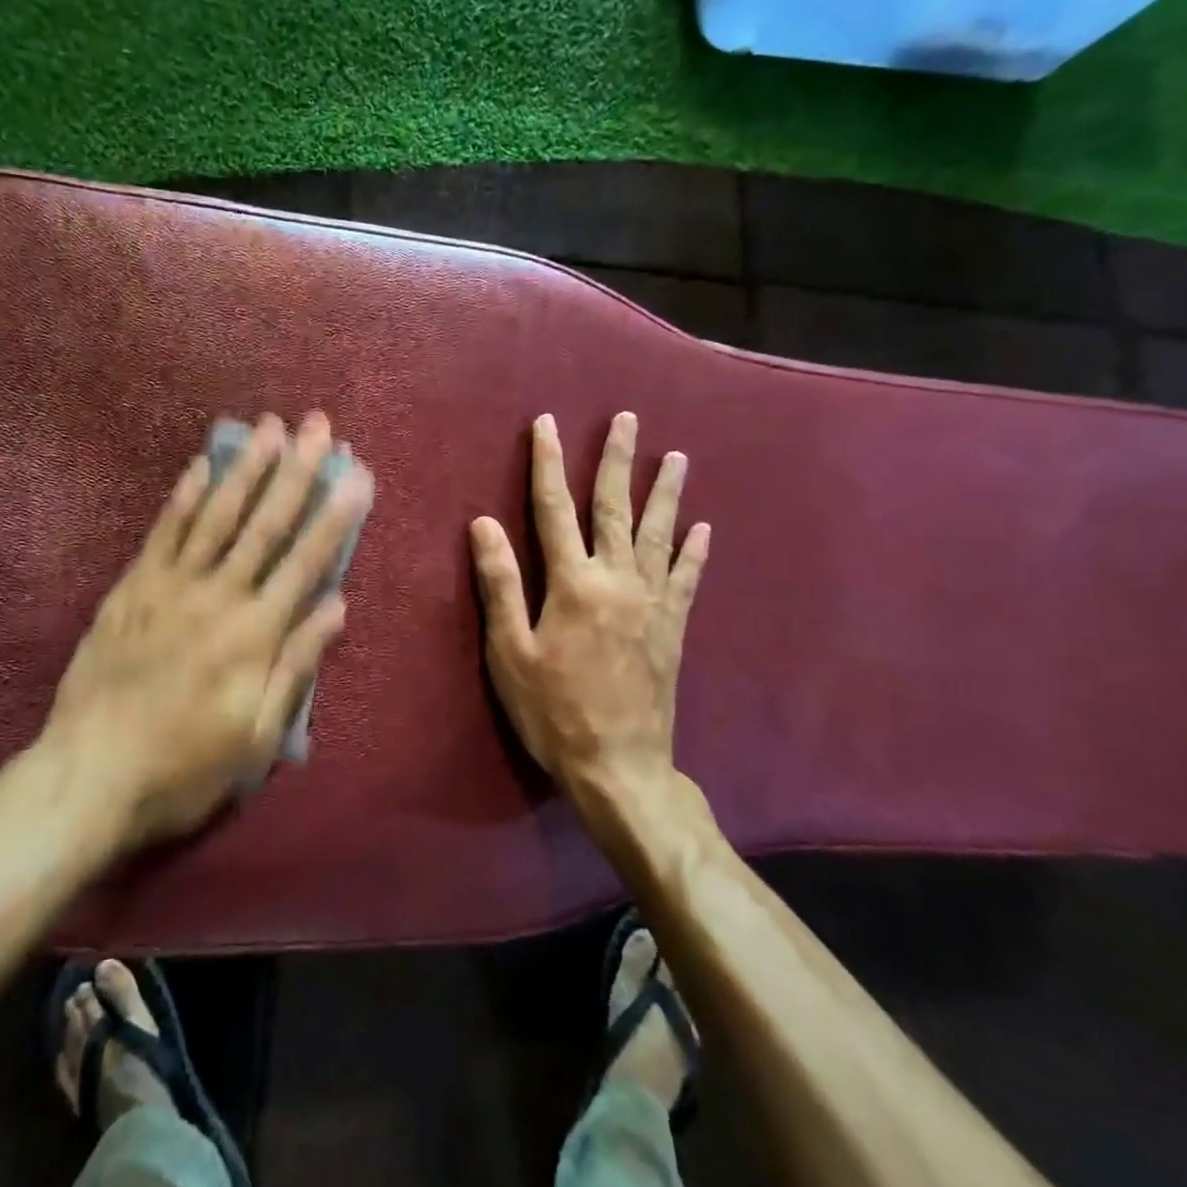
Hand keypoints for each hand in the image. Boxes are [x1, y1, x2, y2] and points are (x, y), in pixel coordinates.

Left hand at [41, 412, 373, 848]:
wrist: (90, 776)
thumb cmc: (185, 765)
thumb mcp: (258, 735)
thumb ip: (296, 665)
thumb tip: (336, 606)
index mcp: (255, 634)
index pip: (307, 561)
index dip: (336, 514)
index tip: (357, 474)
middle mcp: (219, 596)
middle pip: (265, 523)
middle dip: (297, 471)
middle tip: (317, 426)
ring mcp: (170, 586)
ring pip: (216, 515)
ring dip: (246, 468)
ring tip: (268, 427)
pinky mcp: (132, 588)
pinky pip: (162, 532)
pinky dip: (183, 496)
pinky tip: (201, 464)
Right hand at [469, 412, 709, 813]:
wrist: (620, 766)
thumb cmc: (553, 711)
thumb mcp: (511, 652)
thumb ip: (500, 584)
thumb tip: (483, 524)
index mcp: (573, 584)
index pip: (554, 509)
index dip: (548, 463)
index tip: (547, 424)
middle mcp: (617, 581)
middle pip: (615, 508)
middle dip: (617, 460)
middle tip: (627, 419)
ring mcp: (652, 602)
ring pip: (659, 533)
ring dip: (666, 492)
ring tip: (676, 456)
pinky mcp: (673, 627)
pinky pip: (687, 578)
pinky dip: (694, 551)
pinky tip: (703, 528)